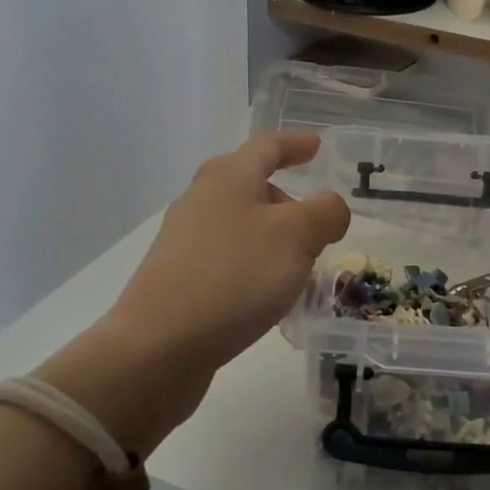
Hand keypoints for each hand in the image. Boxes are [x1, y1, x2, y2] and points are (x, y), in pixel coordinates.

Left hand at [34, 133, 348, 456]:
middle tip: (317, 221)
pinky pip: (229, 258)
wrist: (160, 346)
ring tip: (301, 265)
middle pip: (250, 185)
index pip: (267, 146)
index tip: (317, 146)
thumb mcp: (296, 236)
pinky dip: (255, 265)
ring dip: (274, 237)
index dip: (295, 144)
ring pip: (241, 225)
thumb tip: (330, 207)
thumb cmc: (234, 276)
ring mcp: (186, 241)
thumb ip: (325, 212)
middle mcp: (202, 200)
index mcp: (228, 177)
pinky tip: (269, 295)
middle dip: (286, 198)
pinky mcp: (180, 278)